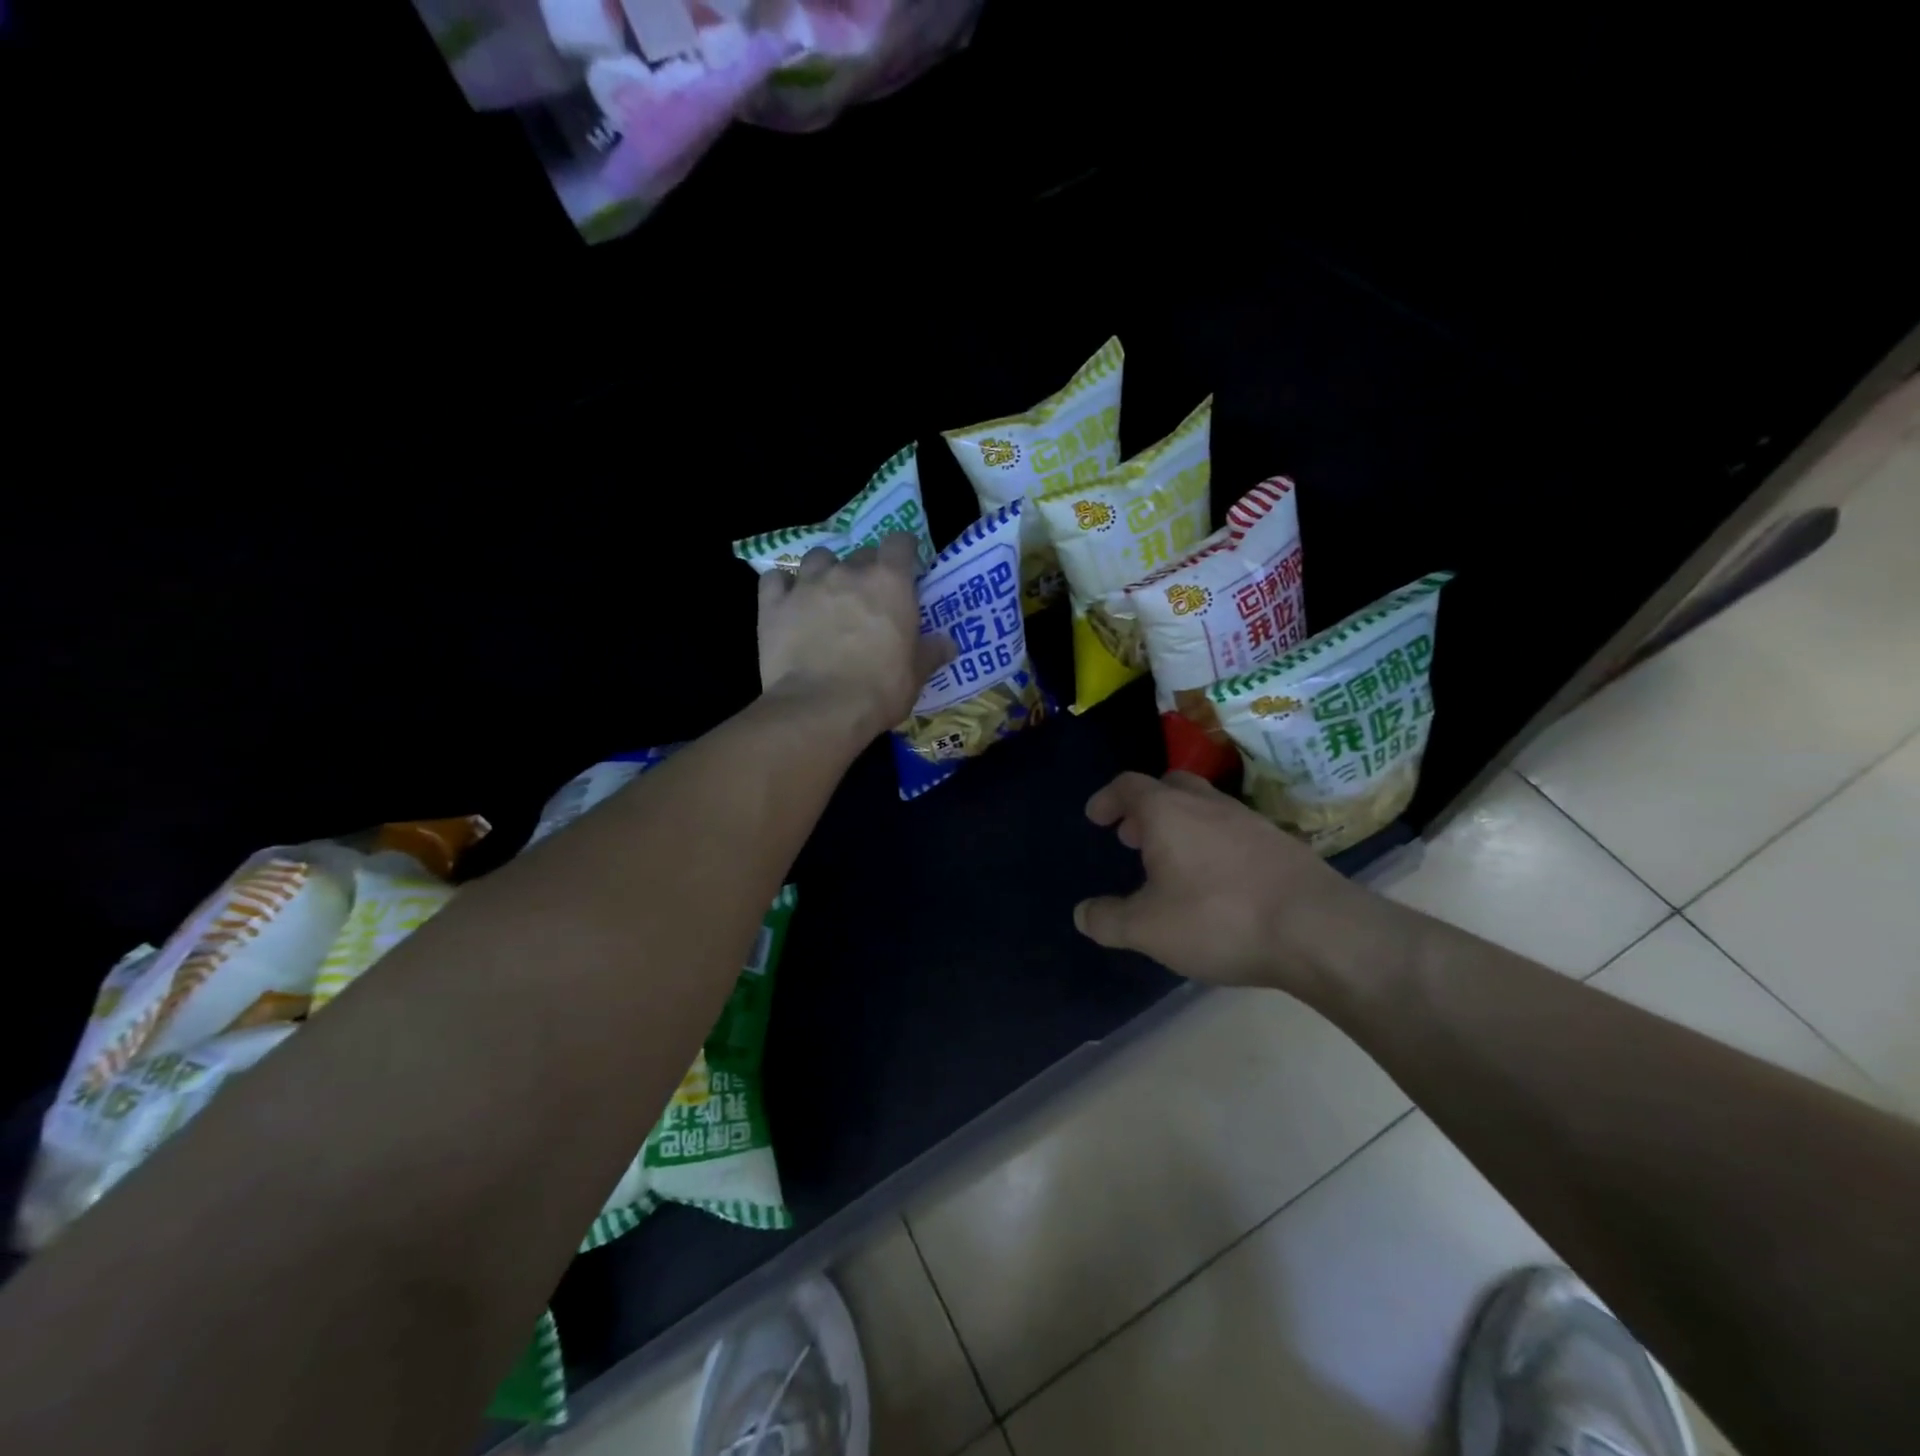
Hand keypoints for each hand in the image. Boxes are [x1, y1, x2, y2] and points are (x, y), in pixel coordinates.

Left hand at [757, 534, 954, 740]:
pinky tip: (788, 602)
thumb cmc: (879, 689)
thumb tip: (948, 644)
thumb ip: (931, 652)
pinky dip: (783, 586)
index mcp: (890, 582)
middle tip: (868, 598)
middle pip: (860, 553)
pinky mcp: (773, 603)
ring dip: (824, 571)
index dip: (903, 551)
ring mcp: (807, 584)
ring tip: (826, 594)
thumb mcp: (915, 675)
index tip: (905, 566)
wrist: (820, 708)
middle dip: (866, 570)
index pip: (899, 542)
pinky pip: (775, 580)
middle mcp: (848, 572)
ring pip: (817, 558)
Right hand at [1073, 770, 1375, 995]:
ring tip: (1172, 863)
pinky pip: (1232, 830)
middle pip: (1169, 785)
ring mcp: (1248, 820)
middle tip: (1132, 837)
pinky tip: (1216, 880)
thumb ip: (1108, 920)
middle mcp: (1207, 804)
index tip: (1095, 817)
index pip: (1128, 786)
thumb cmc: (1218, 919)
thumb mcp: (1148, 929)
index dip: (1107, 799)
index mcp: (1167, 812)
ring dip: (1180, 824)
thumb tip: (1082, 913)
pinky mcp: (1280, 843)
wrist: (1319, 930)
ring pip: (1204, 806)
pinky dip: (1212, 842)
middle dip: (1145, 806)